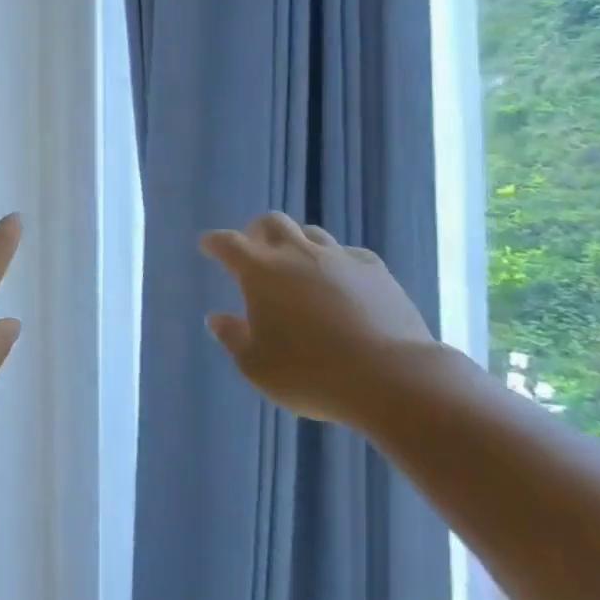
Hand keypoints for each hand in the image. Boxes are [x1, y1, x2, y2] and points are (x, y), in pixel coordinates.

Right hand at [200, 213, 443, 428]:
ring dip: (297, 242)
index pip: (227, 243)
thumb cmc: (311, 374)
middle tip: (254, 250)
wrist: (391, 377)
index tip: (208, 246)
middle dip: (257, 232)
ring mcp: (338, 258)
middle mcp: (296, 253)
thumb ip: (233, 337)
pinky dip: (337, 262)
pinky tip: (341, 281)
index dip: (214, 242)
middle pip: (271, 222)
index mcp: (259, 271)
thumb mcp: (257, 366)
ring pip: (310, 232)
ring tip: (297, 265)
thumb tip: (216, 318)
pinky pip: (348, 254)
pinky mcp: (375, 270)